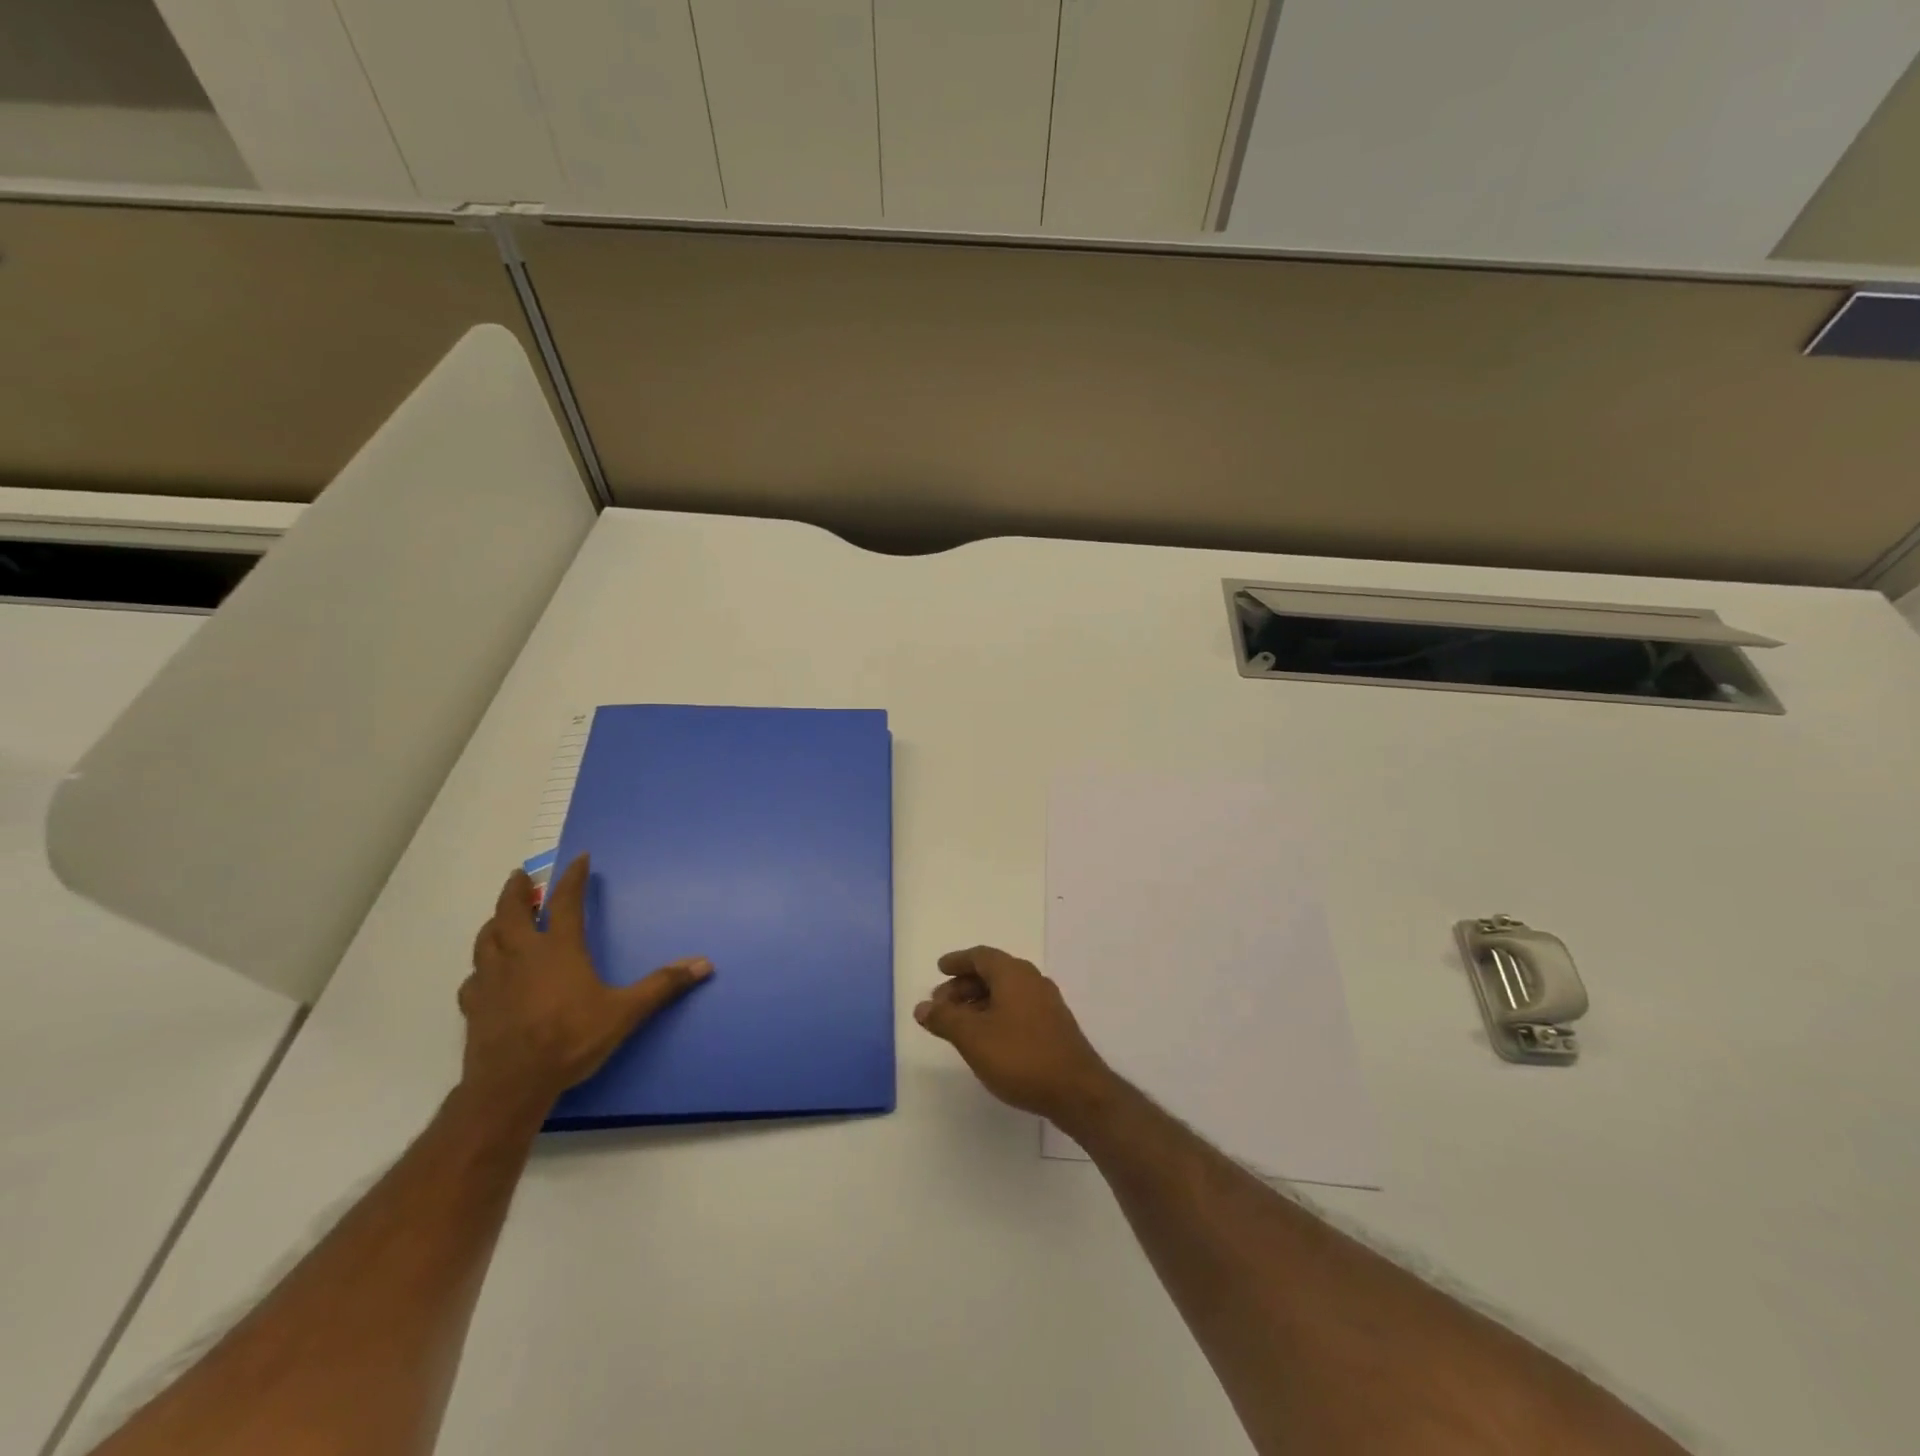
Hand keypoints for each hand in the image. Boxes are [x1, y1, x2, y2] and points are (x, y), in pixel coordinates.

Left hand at [459, 855, 711, 1110]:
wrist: (511, 1085)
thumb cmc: (571, 1040)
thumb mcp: (625, 1012)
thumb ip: (662, 985)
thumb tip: (704, 964)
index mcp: (559, 949)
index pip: (565, 901)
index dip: (573, 877)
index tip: (579, 859)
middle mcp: (521, 955)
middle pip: (511, 911)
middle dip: (516, 890)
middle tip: (520, 875)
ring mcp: (492, 979)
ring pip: (485, 939)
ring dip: (494, 922)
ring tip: (501, 917)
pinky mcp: (474, 1006)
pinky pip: (473, 977)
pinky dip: (481, 967)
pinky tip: (486, 974)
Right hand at [914, 945, 1118, 1128]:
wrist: (1077, 1090)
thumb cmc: (1020, 1056)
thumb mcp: (973, 1037)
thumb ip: (945, 1019)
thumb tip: (922, 1006)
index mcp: (1013, 973)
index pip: (980, 956)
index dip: (957, 961)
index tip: (939, 969)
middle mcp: (1032, 980)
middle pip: (993, 972)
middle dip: (964, 985)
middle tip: (941, 1005)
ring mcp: (1046, 1003)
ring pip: (1005, 992)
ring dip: (979, 1001)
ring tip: (959, 1024)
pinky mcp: (1054, 1025)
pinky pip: (1017, 1007)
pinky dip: (996, 1013)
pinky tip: (987, 1037)